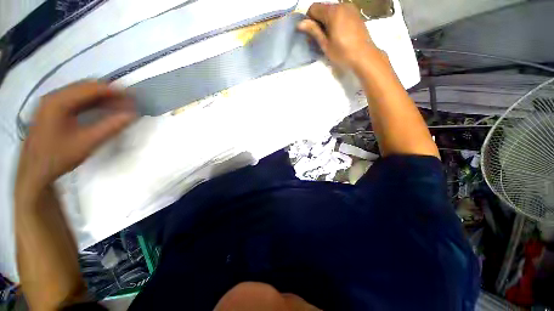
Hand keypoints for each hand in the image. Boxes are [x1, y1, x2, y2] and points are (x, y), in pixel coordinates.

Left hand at [16, 81, 135, 193]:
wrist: (34, 171)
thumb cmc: (58, 157)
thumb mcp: (87, 143)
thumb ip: (111, 127)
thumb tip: (133, 115)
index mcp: (59, 101)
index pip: (92, 88)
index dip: (115, 91)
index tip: (134, 98)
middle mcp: (54, 96)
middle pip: (87, 87)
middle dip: (110, 93)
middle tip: (128, 103)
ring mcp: (52, 102)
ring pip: (82, 92)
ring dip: (102, 98)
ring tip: (119, 106)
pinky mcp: (52, 109)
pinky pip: (76, 99)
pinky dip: (92, 103)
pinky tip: (103, 110)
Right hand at [298, 3, 380, 68]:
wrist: (364, 56)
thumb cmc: (343, 52)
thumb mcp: (325, 44)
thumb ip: (313, 31)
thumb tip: (299, 24)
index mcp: (333, 12)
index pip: (313, 8)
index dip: (309, 20)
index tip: (312, 34)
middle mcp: (342, 5)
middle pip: (323, 8)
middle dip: (318, 21)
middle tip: (320, 38)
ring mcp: (350, 8)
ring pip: (332, 11)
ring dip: (327, 21)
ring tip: (330, 37)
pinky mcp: (355, 13)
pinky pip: (340, 13)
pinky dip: (335, 21)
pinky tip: (338, 34)